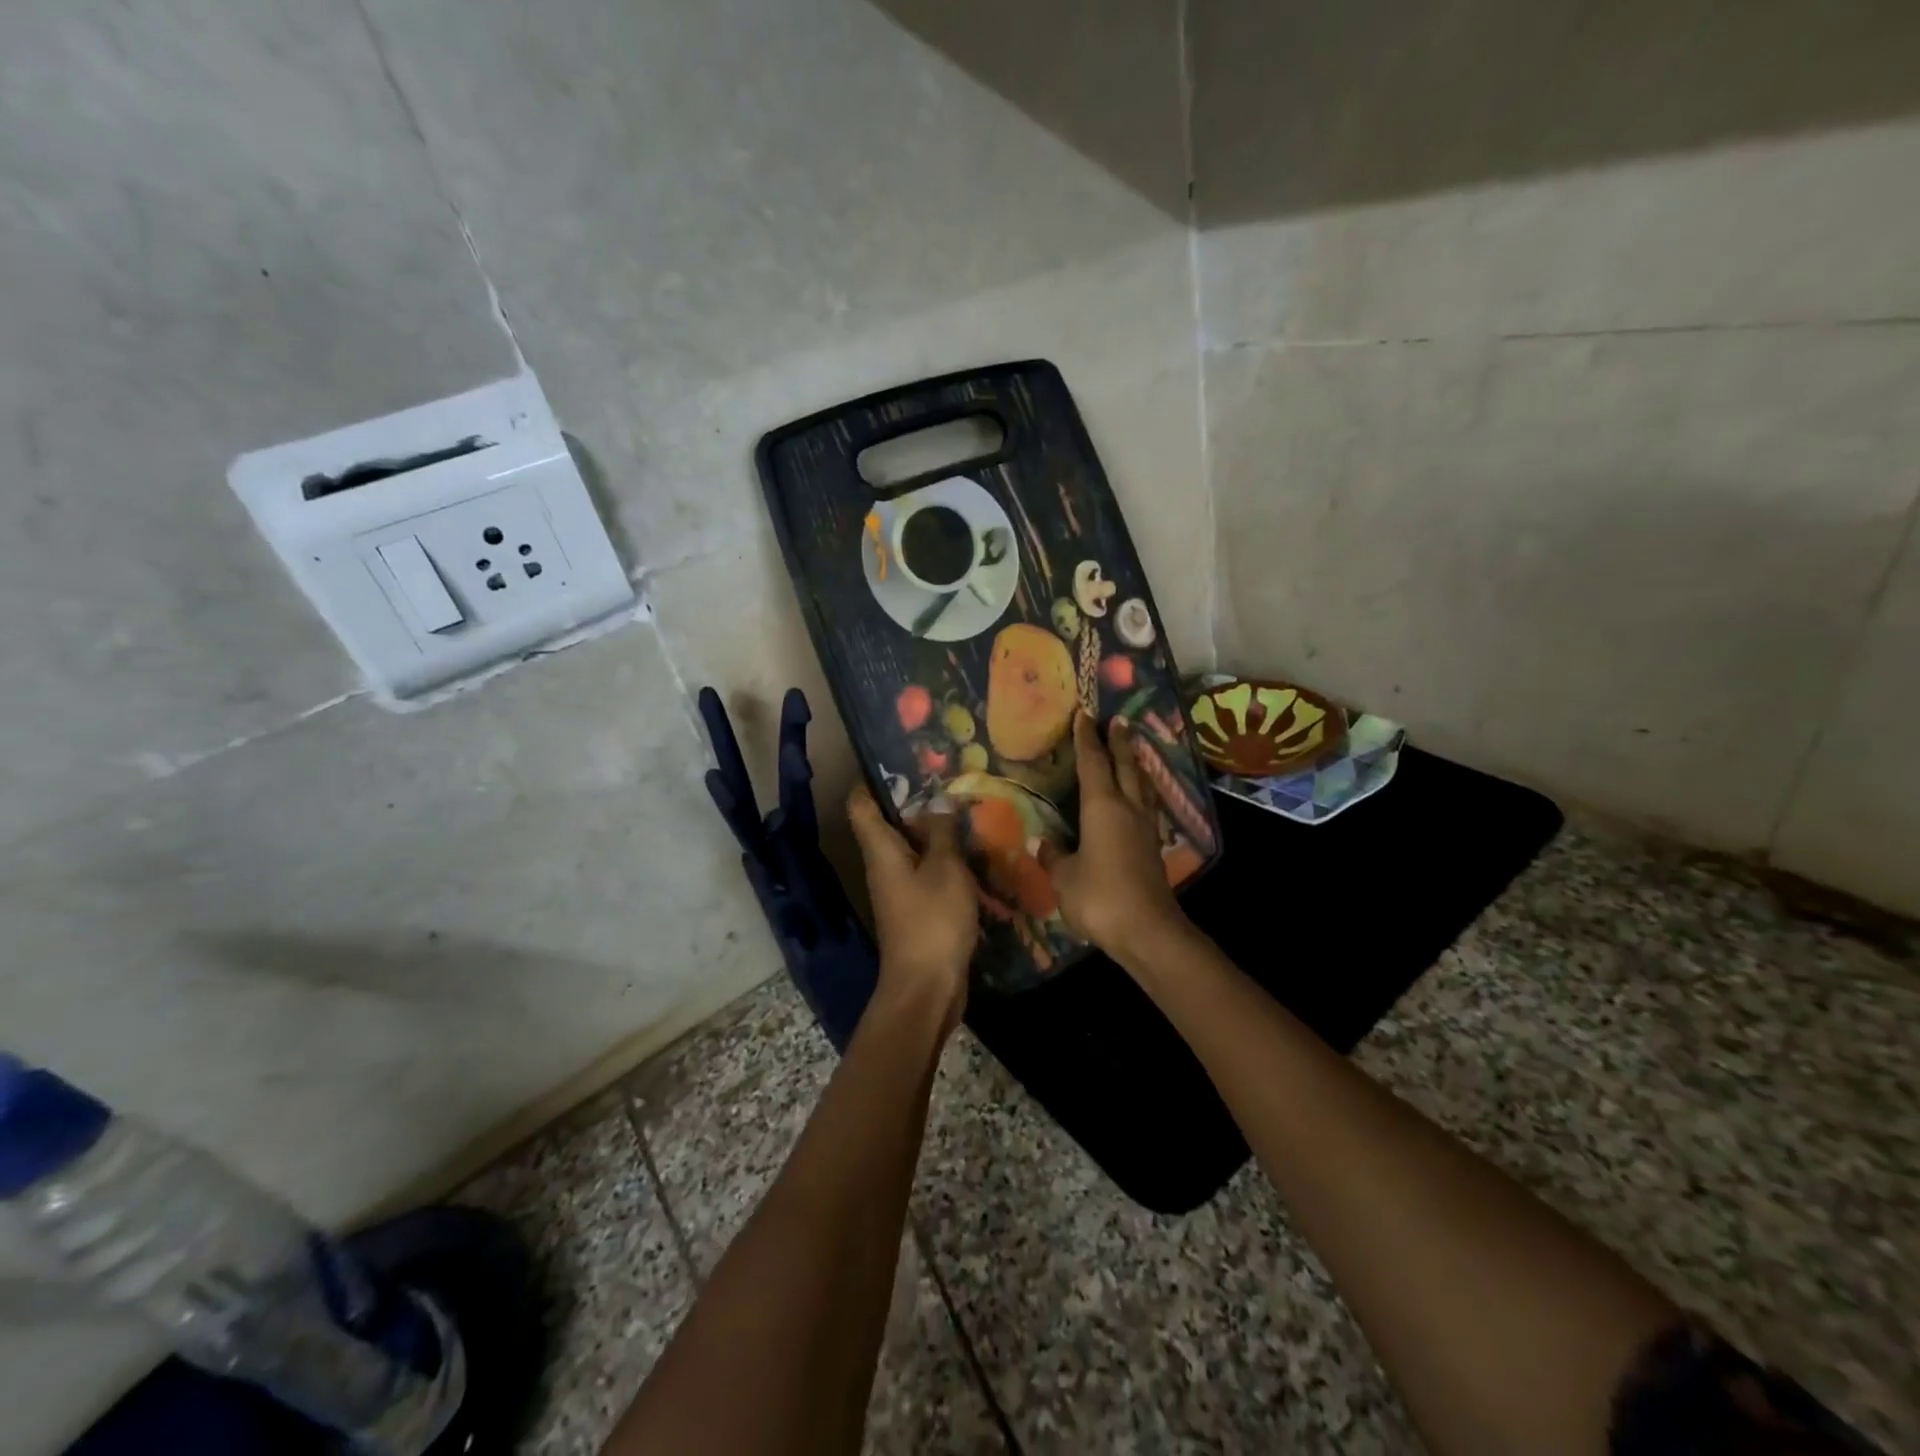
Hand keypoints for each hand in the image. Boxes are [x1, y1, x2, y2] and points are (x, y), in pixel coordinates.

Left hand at [847, 785, 976, 1027]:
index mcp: (880, 850)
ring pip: (910, 848)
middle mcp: (882, 865)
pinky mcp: (915, 909)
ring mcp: (898, 889)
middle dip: (915, 802)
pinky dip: (942, 859)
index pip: (860, 804)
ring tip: (965, 810)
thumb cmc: (933, 921)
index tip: (899, 760)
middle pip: (888, 824)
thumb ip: (943, 834)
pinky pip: (925, 872)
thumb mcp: (946, 869)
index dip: (872, 780)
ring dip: (933, 832)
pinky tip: (971, 852)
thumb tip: (938, 804)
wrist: (926, 987)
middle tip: (948, 781)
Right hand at [1041, 713, 1188, 960]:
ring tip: (1132, 751)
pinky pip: (1147, 805)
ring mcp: (1145, 827)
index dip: (1086, 738)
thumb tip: (1042, 843)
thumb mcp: (1064, 877)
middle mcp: (1127, 808)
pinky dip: (1141, 791)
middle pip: (1125, 765)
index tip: (1084, 714)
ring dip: (1136, 764)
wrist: (1147, 930)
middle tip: (1117, 721)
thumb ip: (1053, 856)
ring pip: (1142, 784)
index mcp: (1102, 806)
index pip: (1093, 762)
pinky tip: (1139, 798)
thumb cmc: (1099, 896)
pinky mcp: (1153, 847)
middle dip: (1119, 742)